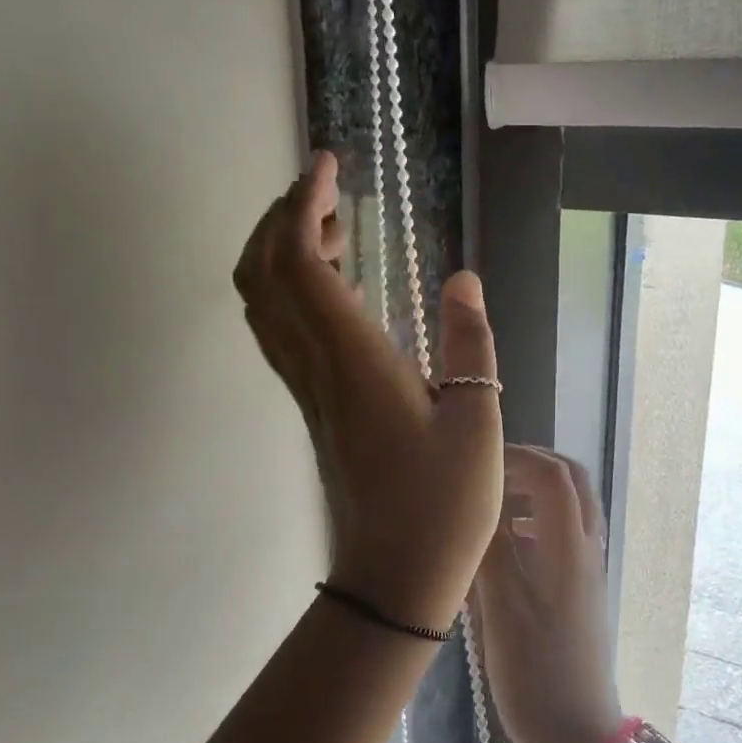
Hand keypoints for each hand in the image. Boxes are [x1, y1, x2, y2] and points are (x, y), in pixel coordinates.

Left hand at [233, 151, 503, 630]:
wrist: (394, 575)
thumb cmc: (444, 504)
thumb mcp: (478, 422)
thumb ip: (471, 345)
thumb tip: (463, 280)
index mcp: (354, 362)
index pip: (301, 264)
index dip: (304, 206)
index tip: (327, 167)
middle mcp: (316, 368)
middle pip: (263, 275)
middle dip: (281, 217)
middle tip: (325, 187)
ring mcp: (307, 390)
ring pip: (262, 304)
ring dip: (279, 252)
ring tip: (331, 227)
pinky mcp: (312, 408)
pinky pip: (280, 332)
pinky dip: (288, 290)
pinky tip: (332, 289)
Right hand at [473, 446, 624, 742]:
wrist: (578, 734)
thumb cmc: (536, 674)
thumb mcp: (504, 611)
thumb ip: (491, 551)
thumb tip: (474, 502)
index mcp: (570, 548)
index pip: (553, 475)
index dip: (517, 457)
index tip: (477, 463)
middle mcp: (586, 549)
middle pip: (573, 482)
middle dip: (533, 465)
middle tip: (490, 470)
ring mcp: (587, 570)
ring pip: (571, 507)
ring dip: (536, 492)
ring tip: (492, 502)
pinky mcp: (581, 590)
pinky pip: (564, 536)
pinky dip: (537, 522)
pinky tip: (505, 545)